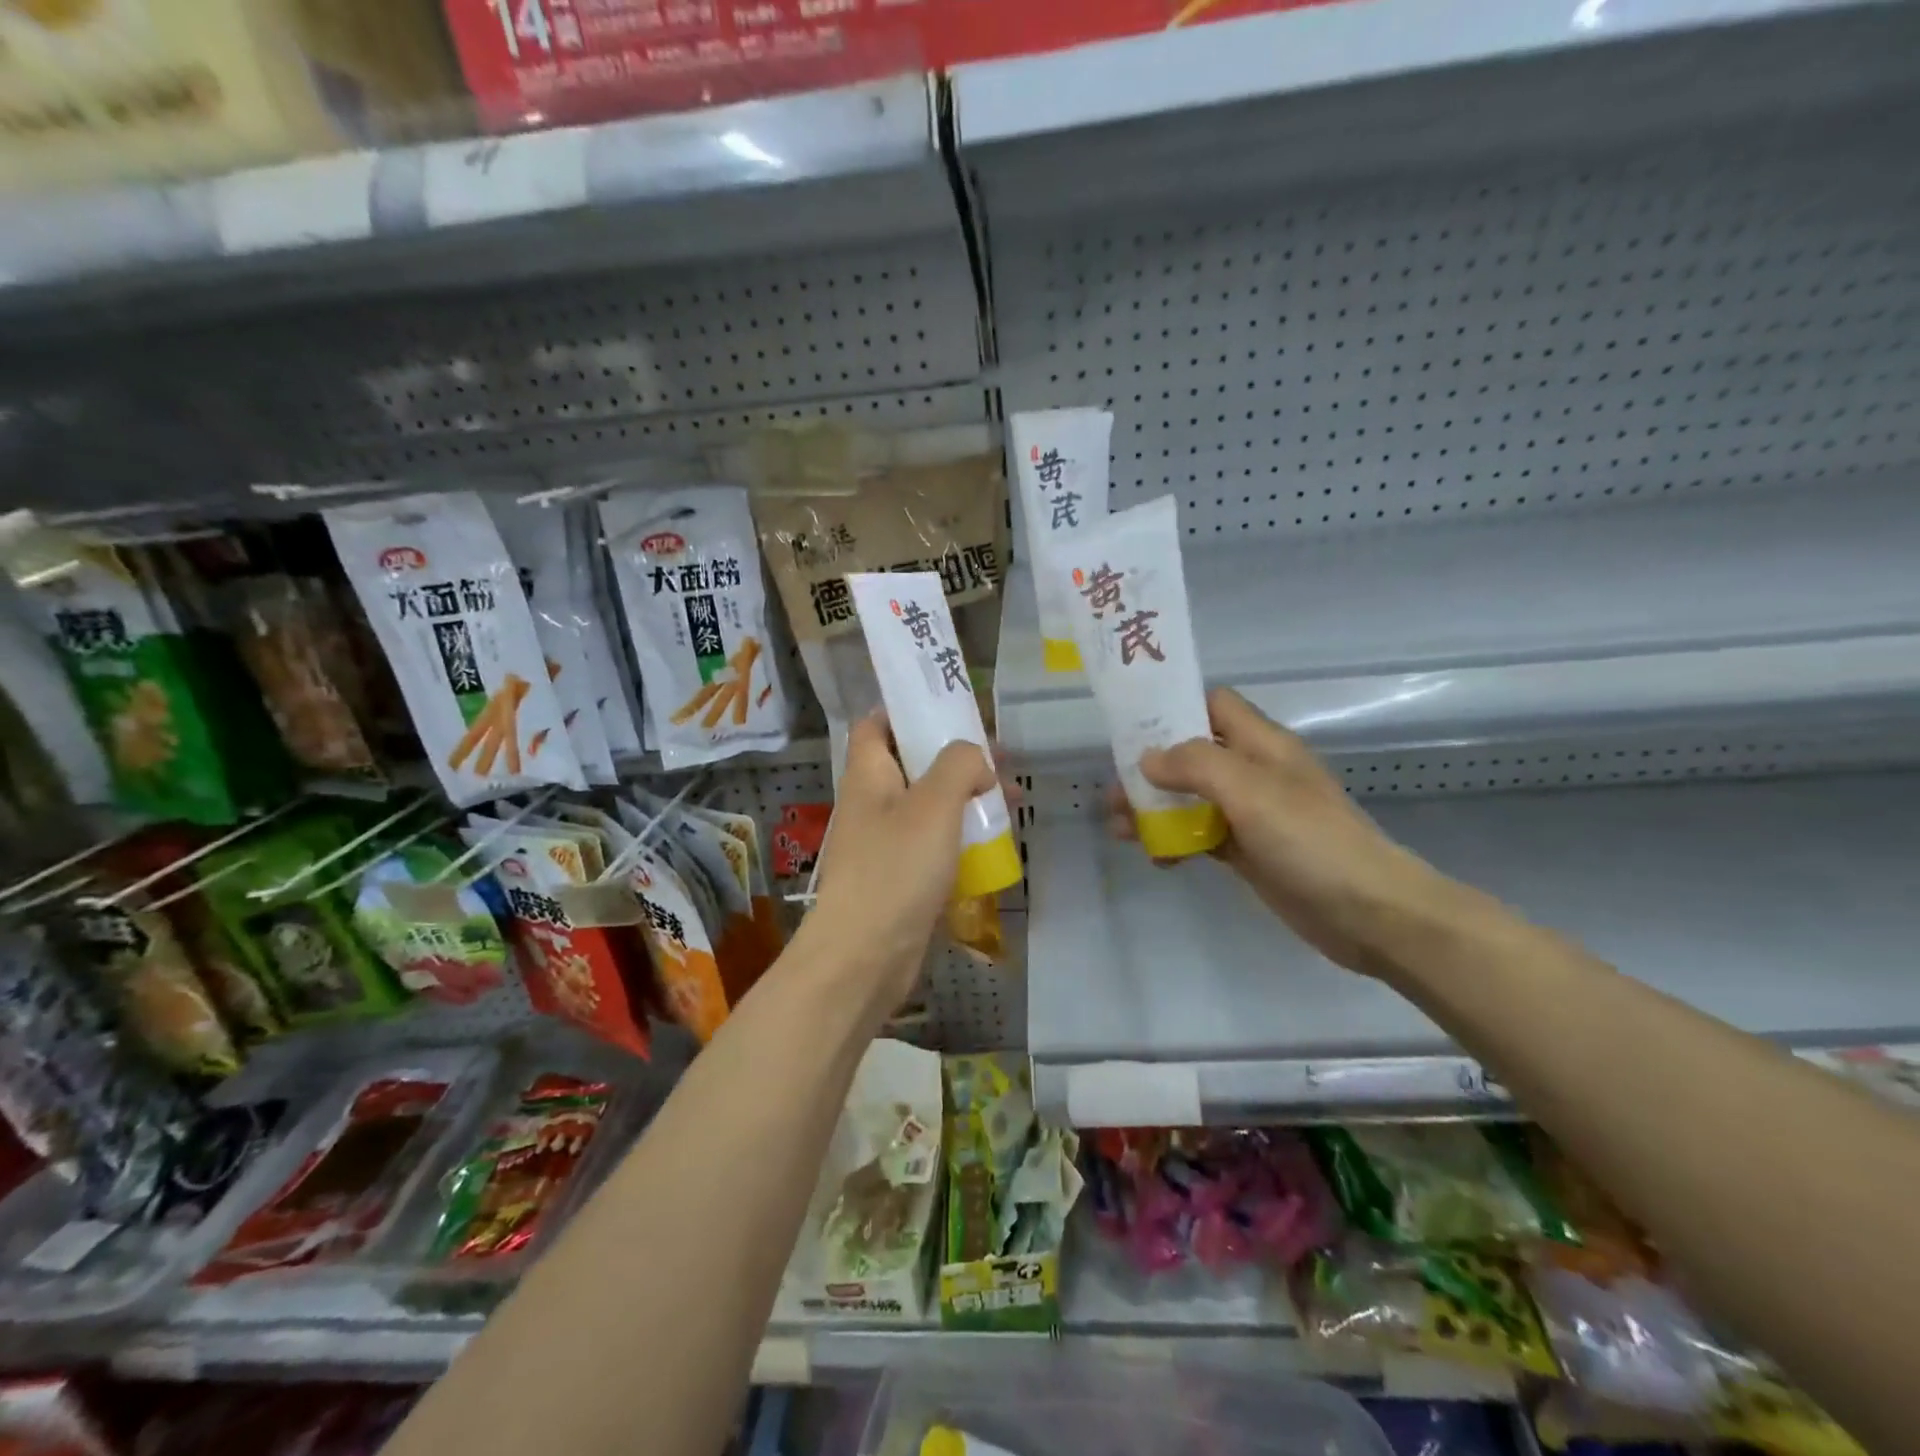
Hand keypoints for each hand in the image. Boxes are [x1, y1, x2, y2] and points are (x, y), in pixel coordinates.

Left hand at [802, 714, 996, 1014]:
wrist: (864, 957)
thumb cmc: (895, 869)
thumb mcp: (934, 804)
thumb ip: (959, 765)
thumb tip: (975, 760)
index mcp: (868, 774)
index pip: (876, 724)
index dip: (908, 710)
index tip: (951, 708)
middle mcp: (871, 803)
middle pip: (911, 763)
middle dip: (954, 757)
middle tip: (999, 757)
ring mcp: (883, 842)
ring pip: (927, 805)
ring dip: (964, 797)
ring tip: (1010, 799)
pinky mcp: (898, 877)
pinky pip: (932, 844)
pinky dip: (960, 836)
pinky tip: (993, 843)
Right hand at [1107, 688, 1460, 981]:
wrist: (1369, 913)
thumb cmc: (1311, 840)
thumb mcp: (1251, 790)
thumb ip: (1196, 765)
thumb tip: (1147, 759)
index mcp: (1262, 744)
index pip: (1212, 705)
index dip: (1172, 708)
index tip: (1129, 726)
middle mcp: (1254, 772)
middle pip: (1191, 755)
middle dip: (1149, 769)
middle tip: (1112, 790)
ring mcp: (1251, 814)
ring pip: (1191, 798)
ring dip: (1155, 809)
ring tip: (1119, 829)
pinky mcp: (1248, 851)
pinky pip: (1201, 836)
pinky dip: (1175, 841)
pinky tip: (1157, 859)